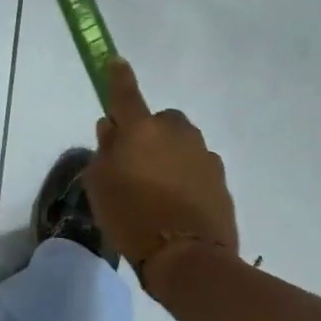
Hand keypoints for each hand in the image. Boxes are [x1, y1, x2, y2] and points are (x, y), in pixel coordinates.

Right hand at [82, 58, 238, 285]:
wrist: (188, 259)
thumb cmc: (131, 216)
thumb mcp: (100, 183)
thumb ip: (105, 150)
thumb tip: (112, 128)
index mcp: (141, 129)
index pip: (126, 93)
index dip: (118, 77)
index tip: (116, 61)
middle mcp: (175, 132)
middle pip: (160, 120)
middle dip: (150, 132)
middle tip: (136, 161)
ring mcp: (203, 155)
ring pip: (182, 143)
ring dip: (170, 154)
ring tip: (158, 187)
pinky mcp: (221, 179)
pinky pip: (197, 167)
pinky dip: (187, 176)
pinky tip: (178, 202)